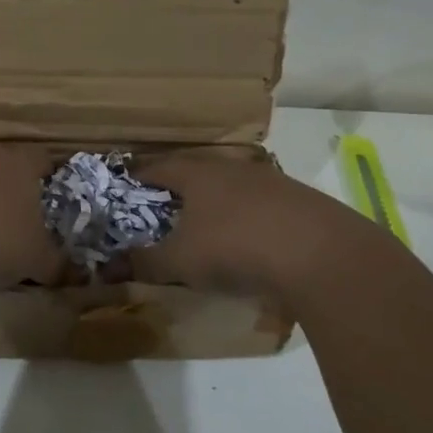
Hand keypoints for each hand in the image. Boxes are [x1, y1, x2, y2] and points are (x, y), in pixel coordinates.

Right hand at [129, 151, 376, 295]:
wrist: (320, 253)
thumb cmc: (235, 248)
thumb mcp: (181, 261)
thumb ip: (146, 262)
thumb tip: (113, 265)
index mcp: (198, 174)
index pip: (160, 167)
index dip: (141, 176)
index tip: (129, 185)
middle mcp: (233, 169)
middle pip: (198, 172)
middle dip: (181, 188)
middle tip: (167, 207)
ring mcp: (271, 182)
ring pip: (234, 186)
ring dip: (219, 202)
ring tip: (209, 225)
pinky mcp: (301, 201)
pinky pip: (264, 205)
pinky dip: (250, 218)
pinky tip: (253, 240)